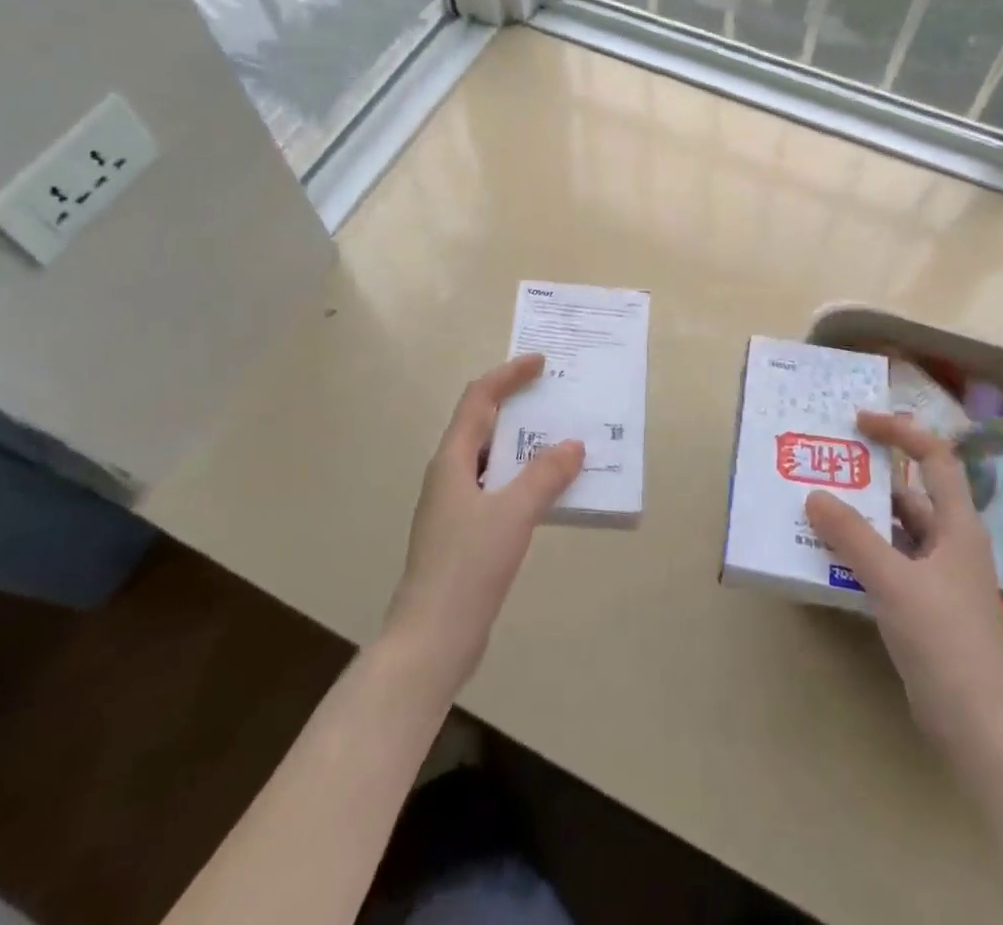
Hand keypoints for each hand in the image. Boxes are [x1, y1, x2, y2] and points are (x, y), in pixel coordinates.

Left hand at [382, 353, 584, 697]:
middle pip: (483, 424)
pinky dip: (524, 479)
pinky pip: (499, 489)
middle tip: (556, 396)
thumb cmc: (467, 567)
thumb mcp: (512, 514)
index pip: (479, 399)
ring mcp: (455, 507)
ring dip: (524, 445)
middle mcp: (450, 475)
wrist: (430, 641)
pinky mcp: (465, 535)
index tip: (541, 362)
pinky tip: (550, 492)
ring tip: (562, 438)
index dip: (509, 375)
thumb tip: (573, 445)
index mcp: (452, 460)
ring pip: (493, 459)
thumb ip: (544, 476)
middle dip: (518, 405)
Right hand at [806, 410, 1002, 751]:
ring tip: (818, 505)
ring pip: (898, 529)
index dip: (900, 432)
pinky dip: (865, 550)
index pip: (935, 458)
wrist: (978, 727)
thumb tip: (814, 495)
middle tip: (827, 464)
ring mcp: (941, 575)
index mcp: (958, 526)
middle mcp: (952, 542)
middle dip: (870, 477)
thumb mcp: (893, 582)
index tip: (859, 422)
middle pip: (911, 492)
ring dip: (863, 517)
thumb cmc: (943, 641)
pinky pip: (892, 560)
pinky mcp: (927, 604)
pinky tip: (832, 554)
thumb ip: (852, 536)